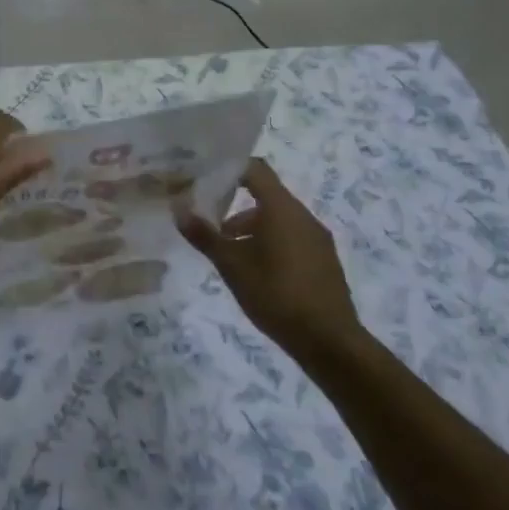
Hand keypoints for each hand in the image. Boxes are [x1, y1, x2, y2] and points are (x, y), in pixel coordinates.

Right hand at [176, 158, 361, 364]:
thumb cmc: (276, 295)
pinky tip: (255, 272)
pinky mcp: (323, 261)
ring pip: (278, 220)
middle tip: (208, 222)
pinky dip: (270, 242)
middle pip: (266, 196)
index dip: (230, 168)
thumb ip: (205, 236)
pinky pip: (291, 238)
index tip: (205, 176)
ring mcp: (317, 239)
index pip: (256, 170)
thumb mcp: (232, 266)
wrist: (329, 342)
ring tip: (227, 253)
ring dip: (250, 228)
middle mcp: (303, 216)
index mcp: (282, 210)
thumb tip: (179, 210)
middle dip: (234, 206)